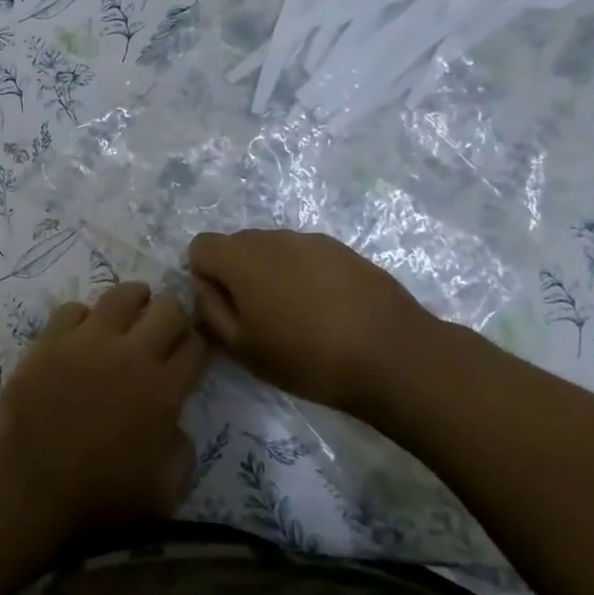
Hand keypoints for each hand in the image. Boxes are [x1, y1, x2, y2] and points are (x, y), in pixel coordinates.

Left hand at [0, 281, 208, 547]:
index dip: (200, 344)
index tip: (192, 351)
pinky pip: (73, 309)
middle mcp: (131, 354)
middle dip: (174, 316)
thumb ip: (181, 449)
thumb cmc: (99, 498)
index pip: (197, 344)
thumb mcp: (165, 492)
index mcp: (163, 389)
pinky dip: (83, 318)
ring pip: (121, 295)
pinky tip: (82, 334)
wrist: (30, 487)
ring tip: (130, 316)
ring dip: (134, 302)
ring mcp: (87, 341)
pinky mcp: (51, 340)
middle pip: (168, 308)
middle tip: (164, 332)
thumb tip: (174, 423)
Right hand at [186, 229, 438, 412]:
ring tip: (297, 316)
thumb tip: (203, 286)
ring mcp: (310, 240)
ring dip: (272, 273)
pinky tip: (327, 310)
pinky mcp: (343, 249)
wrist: (393, 355)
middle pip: (237, 245)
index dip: (205, 277)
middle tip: (259, 317)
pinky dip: (304, 275)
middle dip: (237, 274)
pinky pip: (306, 256)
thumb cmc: (306, 357)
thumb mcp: (242, 348)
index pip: (200, 246)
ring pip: (273, 249)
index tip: (225, 309)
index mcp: (240, 257)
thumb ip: (210, 310)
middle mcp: (271, 237)